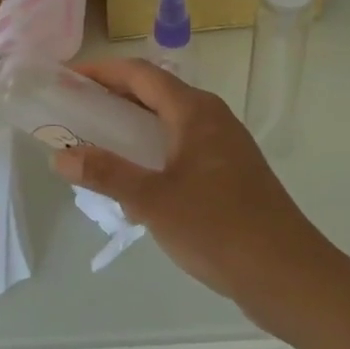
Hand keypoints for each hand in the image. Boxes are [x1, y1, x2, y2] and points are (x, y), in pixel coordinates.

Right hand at [51, 58, 329, 314]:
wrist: (289, 277)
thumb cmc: (218, 229)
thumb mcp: (153, 201)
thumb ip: (106, 174)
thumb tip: (60, 157)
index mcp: (195, 111)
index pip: (140, 73)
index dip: (101, 71)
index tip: (67, 79)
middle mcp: (211, 118)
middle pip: (154, 93)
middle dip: (112, 97)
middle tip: (74, 110)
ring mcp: (224, 146)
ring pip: (168, 122)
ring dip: (131, 126)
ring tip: (95, 142)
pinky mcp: (230, 173)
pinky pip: (181, 146)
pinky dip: (152, 150)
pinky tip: (134, 180)